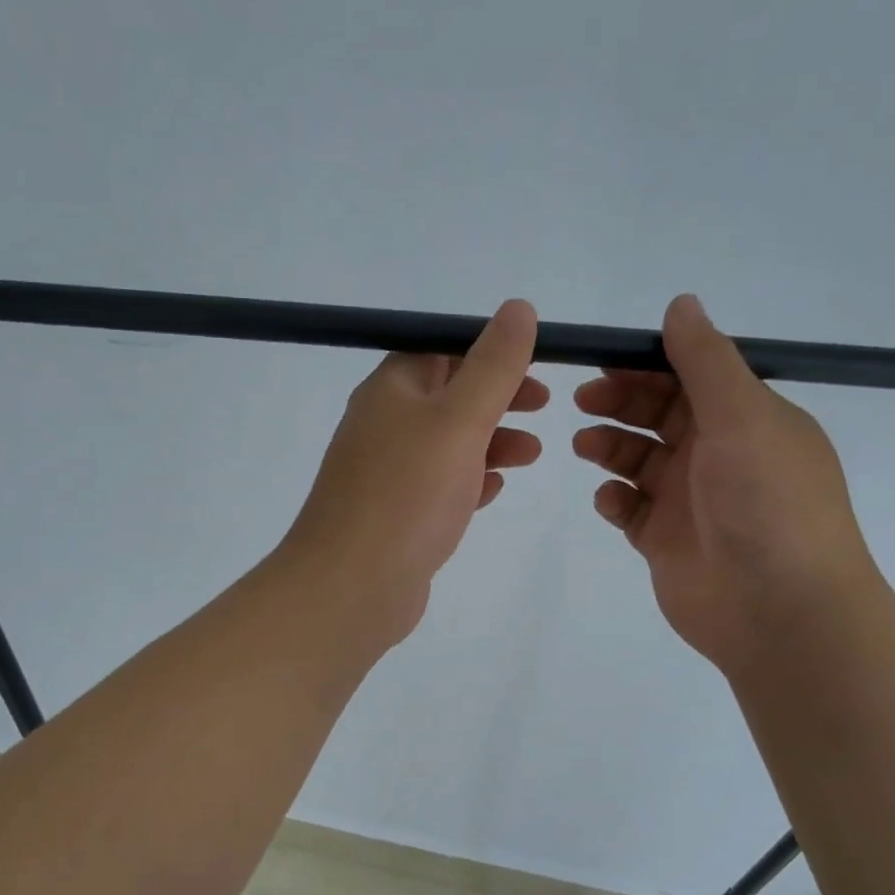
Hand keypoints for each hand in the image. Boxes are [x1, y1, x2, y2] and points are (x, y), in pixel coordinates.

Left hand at [279, 300, 547, 647]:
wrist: (351, 587)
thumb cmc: (407, 493)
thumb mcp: (458, 419)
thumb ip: (493, 365)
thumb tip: (518, 307)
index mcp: (391, 390)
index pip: (441, 349)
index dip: (490, 349)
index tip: (536, 363)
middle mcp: (384, 425)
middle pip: (448, 395)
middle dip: (498, 396)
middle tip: (544, 405)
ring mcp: (386, 473)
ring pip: (447, 444)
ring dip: (491, 441)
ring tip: (531, 454)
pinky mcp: (396, 516)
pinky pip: (438, 486)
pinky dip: (469, 481)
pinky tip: (494, 491)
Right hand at [572, 294, 874, 673]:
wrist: (780, 612)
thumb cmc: (767, 503)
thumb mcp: (743, 417)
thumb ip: (705, 360)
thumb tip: (681, 303)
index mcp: (747, 419)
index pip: (691, 376)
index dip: (648, 363)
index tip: (604, 359)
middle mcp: (719, 454)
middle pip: (659, 414)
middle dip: (621, 402)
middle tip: (583, 400)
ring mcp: (690, 500)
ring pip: (638, 459)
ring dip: (610, 446)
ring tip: (586, 447)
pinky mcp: (666, 540)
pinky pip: (630, 507)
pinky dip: (615, 498)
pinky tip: (611, 500)